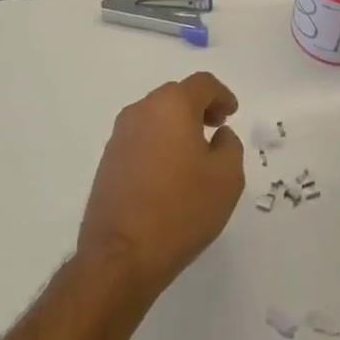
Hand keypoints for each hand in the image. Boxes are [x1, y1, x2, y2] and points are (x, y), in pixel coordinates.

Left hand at [77, 72, 245, 298]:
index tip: (231, 115)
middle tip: (216, 129)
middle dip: (199, 108)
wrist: (122, 255)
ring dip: (177, 126)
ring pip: (155, 117)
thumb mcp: (227, 177)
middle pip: (176, 96)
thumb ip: (230, 146)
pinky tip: (170, 173)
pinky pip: (141, 138)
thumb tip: (217, 136)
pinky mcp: (108, 160)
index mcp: (172, 106)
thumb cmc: (182, 209)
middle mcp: (141, 111)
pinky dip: (159, 143)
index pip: (202, 84)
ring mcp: (119, 136)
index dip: (222, 95)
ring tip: (194, 154)